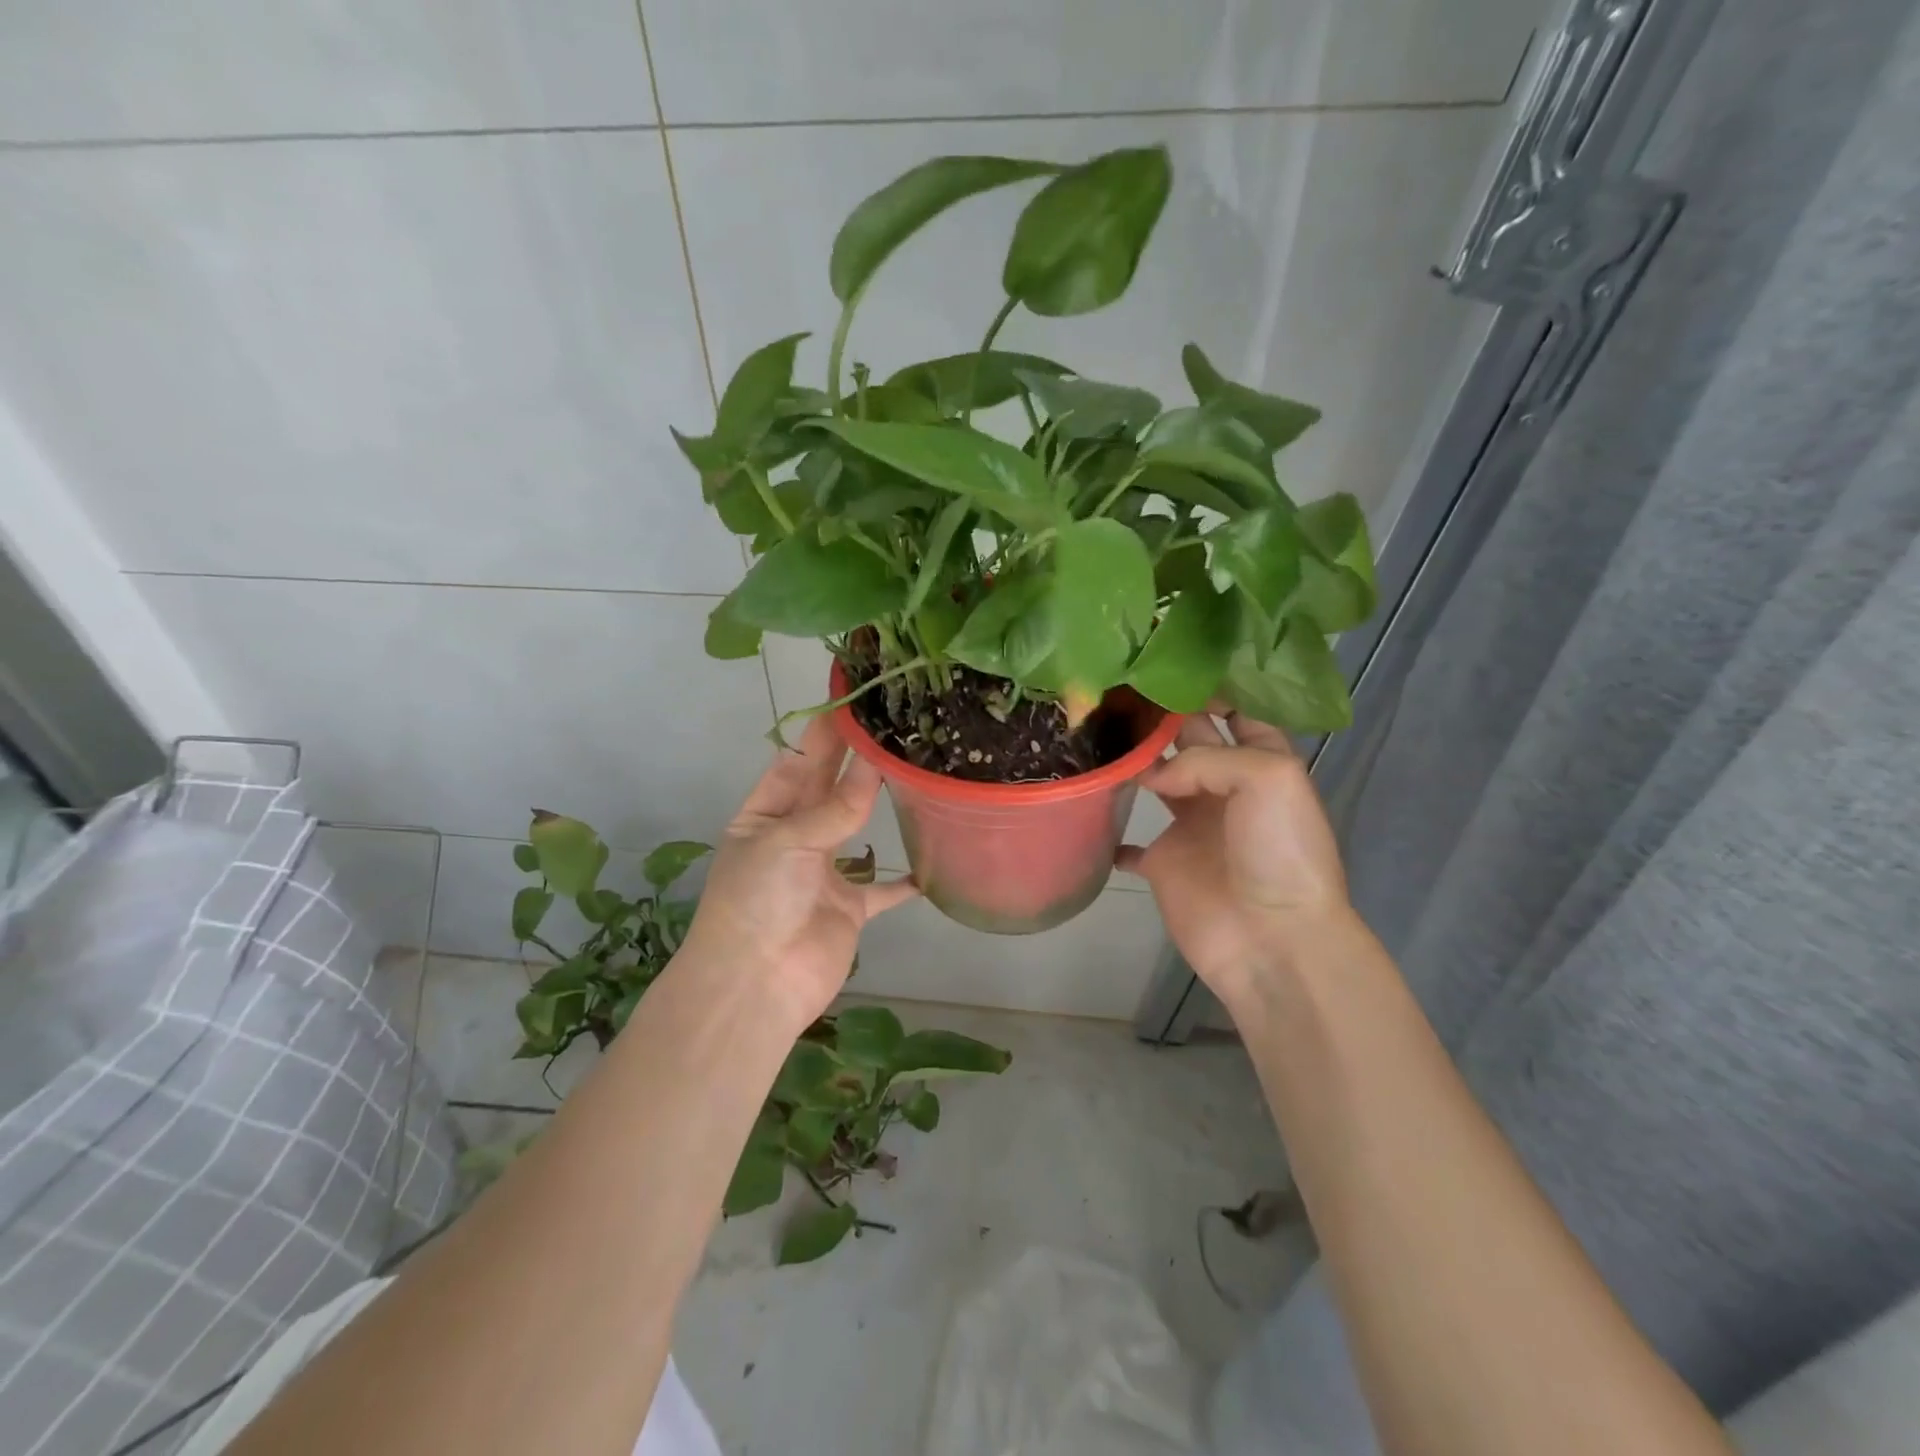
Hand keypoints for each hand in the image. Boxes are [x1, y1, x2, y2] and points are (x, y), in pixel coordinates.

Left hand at [681, 715, 917, 1030]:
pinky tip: (931, 860)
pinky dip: (904, 879)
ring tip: (913, 769)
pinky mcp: (849, 908)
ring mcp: (823, 874)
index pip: (798, 763)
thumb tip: (876, 765)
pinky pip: (882, 889)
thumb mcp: (787, 841)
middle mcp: (793, 838)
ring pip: (856, 829)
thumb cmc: (758, 900)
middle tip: (891, 722)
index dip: (824, 733)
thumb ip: (836, 807)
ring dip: (878, 804)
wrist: (756, 985)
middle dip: (854, 759)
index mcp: (764, 816)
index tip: (853, 701)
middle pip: (828, 789)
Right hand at [1116, 708, 1352, 1013]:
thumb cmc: (1278, 850)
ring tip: (1093, 733)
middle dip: (1161, 716)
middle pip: (1190, 740)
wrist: (1271, 938)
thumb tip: (1153, 773)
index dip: (1208, 689)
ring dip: (1133, 762)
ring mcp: (1191, 826)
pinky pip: (1130, 844)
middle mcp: (1224, 788)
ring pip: (1156, 780)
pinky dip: (1111, 832)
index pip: (1236, 712)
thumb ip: (1205, 756)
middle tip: (1115, 688)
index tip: (1166, 664)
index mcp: (1260, 763)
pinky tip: (1086, 806)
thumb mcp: (1267, 777)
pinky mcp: (1164, 863)